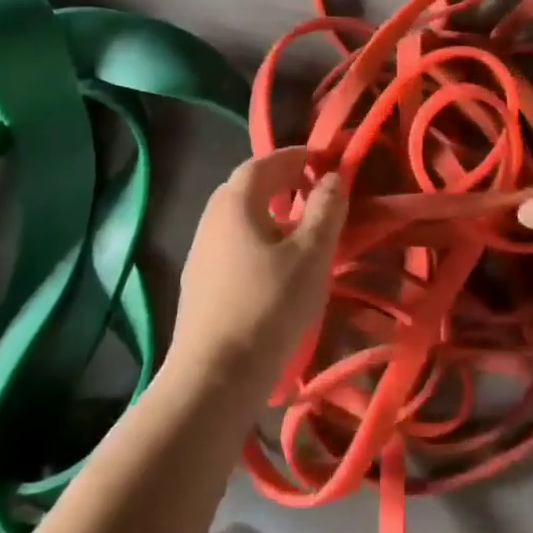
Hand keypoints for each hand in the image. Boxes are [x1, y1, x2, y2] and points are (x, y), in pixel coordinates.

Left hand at [167, 147, 346, 395]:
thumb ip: (325, 210)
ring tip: (300, 228)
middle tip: (313, 189)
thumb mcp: (311, 255)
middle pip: (247, 187)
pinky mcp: (198, 282)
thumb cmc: (268, 305)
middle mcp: (211, 218)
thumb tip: (334, 176)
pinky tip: (275, 265)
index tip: (323, 160)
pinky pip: (232, 243)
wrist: (214, 376)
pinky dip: (257, 237)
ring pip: (239, 217)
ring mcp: (200, 252)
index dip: (295, 156)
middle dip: (281, 180)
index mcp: (235, 202)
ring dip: (269, 211)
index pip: (264, 162)